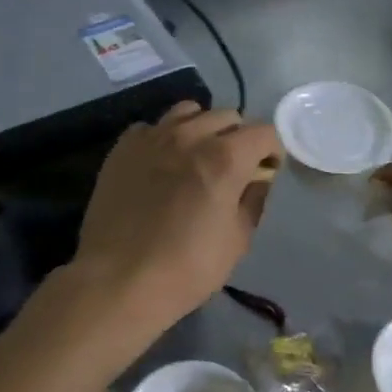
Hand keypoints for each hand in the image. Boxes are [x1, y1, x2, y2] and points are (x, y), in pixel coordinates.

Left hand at [70, 102, 280, 332]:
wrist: (118, 280)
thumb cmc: (187, 267)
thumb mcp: (237, 240)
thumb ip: (253, 200)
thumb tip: (257, 179)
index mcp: (225, 158)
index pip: (264, 132)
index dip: (272, 151)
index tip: (267, 171)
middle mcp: (190, 136)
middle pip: (227, 117)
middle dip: (238, 138)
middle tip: (234, 167)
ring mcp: (152, 137)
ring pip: (188, 112)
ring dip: (202, 129)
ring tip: (197, 156)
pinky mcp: (123, 147)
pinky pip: (152, 127)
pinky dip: (164, 138)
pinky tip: (161, 165)